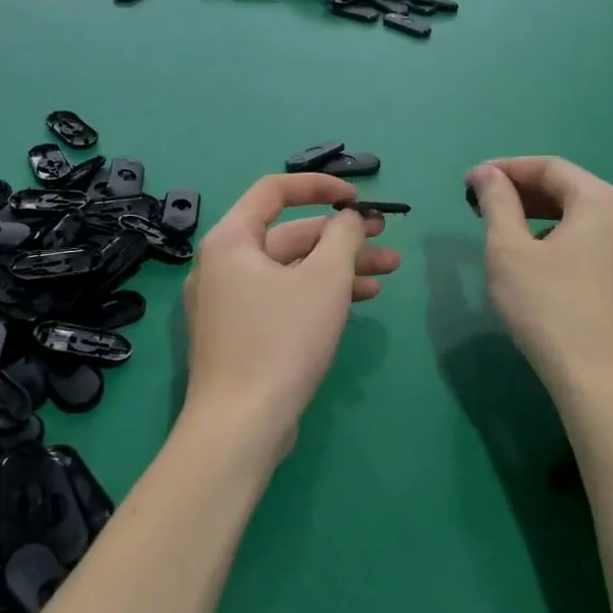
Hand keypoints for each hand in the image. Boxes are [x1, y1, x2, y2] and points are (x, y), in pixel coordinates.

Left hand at [182, 174, 400, 461]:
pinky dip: (319, 294)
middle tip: (386, 237)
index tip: (358, 197)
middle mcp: (223, 264)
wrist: (241, 426)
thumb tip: (348, 217)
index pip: (275, 190)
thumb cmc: (281, 341)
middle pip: (289, 235)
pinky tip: (361, 300)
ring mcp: (230, 302)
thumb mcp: (324, 280)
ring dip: (339, 267)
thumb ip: (343, 237)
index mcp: (231, 240)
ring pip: (292, 270)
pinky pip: (284, 298)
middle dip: (342, 236)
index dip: (319, 186)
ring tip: (388, 270)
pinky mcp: (242, 334)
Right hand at [467, 157, 612, 401]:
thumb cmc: (549, 309)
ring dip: (541, 215)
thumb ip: (497, 203)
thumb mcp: (509, 251)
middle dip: (523, 191)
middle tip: (482, 203)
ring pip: (583, 218)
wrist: (604, 384)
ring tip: (505, 229)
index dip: (506, 168)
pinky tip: (539, 259)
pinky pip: (595, 243)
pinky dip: (562, 238)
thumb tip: (485, 174)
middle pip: (570, 189)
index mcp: (603, 202)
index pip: (550, 167)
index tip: (470, 181)